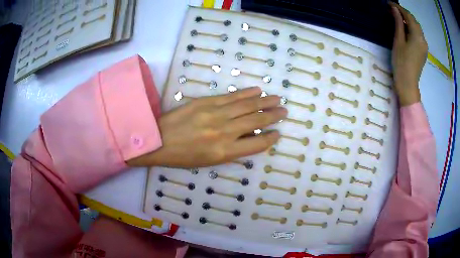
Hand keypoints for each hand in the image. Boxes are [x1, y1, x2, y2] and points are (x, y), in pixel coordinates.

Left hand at [127, 87, 285, 167]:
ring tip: (277, 98)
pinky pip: (231, 96)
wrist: (158, 140)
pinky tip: (257, 90)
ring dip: (264, 101)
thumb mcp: (208, 162)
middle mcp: (224, 132)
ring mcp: (215, 114)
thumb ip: (231, 150)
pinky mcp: (206, 101)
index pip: (256, 144)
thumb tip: (248, 137)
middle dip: (273, 116)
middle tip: (284, 111)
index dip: (270, 138)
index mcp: (224, 152)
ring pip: (247, 106)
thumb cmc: (182, 156)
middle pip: (256, 121)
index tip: (278, 133)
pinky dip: (246, 93)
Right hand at [390, 3, 427, 105]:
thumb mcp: (398, 40)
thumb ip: (398, 23)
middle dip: (404, 13)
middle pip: (414, 21)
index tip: (389, 3)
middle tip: (392, 9)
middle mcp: (423, 39)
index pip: (409, 16)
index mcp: (417, 36)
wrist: (408, 84)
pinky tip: (405, 28)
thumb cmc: (401, 62)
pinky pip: (418, 35)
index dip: (399, 8)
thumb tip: (394, 9)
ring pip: (417, 28)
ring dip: (408, 20)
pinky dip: (411, 28)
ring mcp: (424, 46)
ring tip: (398, 17)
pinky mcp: (423, 51)